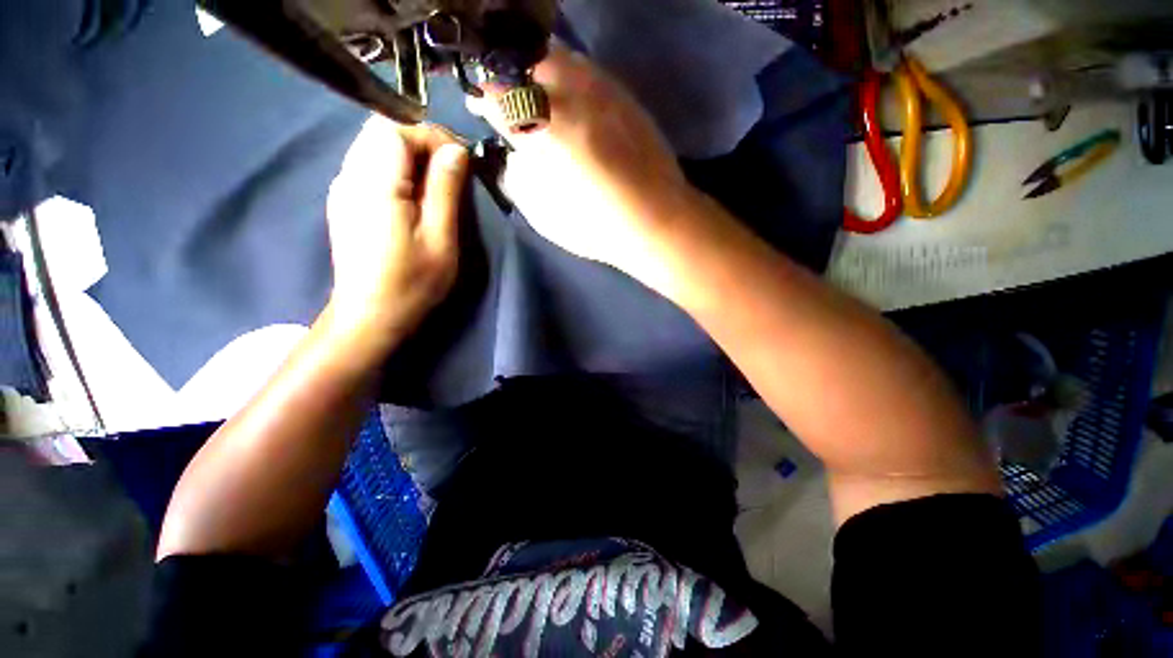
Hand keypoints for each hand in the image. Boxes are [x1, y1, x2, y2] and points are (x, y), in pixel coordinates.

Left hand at [326, 117, 468, 343]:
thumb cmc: (412, 282)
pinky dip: (397, 170)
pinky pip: (370, 166)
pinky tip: (413, 197)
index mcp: (375, 184)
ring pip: (375, 147)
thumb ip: (445, 190)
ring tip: (437, 185)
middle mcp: (350, 176)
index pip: (396, 130)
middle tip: (451, 172)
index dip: (432, 136)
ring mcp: (342, 188)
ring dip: (410, 157)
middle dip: (422, 144)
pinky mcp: (344, 201)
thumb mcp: (440, 238)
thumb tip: (456, 151)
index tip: (460, 159)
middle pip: (382, 133)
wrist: (370, 315)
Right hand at [469, 46, 697, 277]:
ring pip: (559, 58)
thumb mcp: (546, 217)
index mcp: (546, 132)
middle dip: (510, 76)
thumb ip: (521, 182)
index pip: (501, 96)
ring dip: (539, 70)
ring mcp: (602, 91)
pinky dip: (569, 75)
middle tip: (509, 97)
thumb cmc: (599, 228)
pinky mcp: (625, 96)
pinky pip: (588, 70)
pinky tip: (570, 97)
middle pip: (528, 64)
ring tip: (538, 93)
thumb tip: (515, 157)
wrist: (658, 220)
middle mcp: (572, 98)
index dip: (485, 98)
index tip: (480, 104)